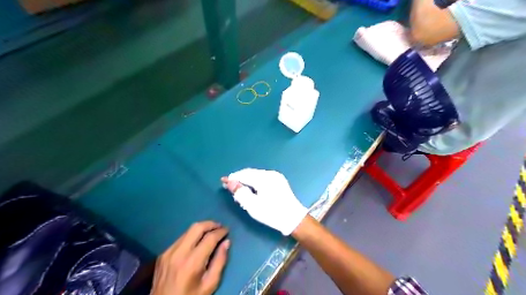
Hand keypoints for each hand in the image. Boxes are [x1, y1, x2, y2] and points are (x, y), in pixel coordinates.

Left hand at [149, 222, 229, 294]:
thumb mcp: (210, 285)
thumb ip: (220, 262)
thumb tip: (226, 242)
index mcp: (192, 262)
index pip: (210, 238)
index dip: (220, 232)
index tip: (227, 230)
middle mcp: (179, 253)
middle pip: (197, 227)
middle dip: (210, 224)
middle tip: (219, 227)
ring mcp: (169, 252)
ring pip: (188, 230)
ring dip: (201, 229)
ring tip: (210, 232)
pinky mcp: (163, 254)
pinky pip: (180, 239)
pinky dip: (191, 236)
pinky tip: (196, 242)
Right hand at [219, 169, 308, 234]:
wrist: (293, 219)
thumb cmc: (272, 213)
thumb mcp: (253, 206)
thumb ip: (240, 192)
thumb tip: (230, 182)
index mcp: (264, 178)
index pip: (244, 174)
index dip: (233, 178)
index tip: (223, 182)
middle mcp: (270, 173)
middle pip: (250, 173)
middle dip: (239, 179)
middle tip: (230, 187)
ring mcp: (276, 176)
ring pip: (256, 175)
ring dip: (247, 180)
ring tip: (239, 189)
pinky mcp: (279, 181)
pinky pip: (263, 178)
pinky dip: (255, 182)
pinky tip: (251, 189)